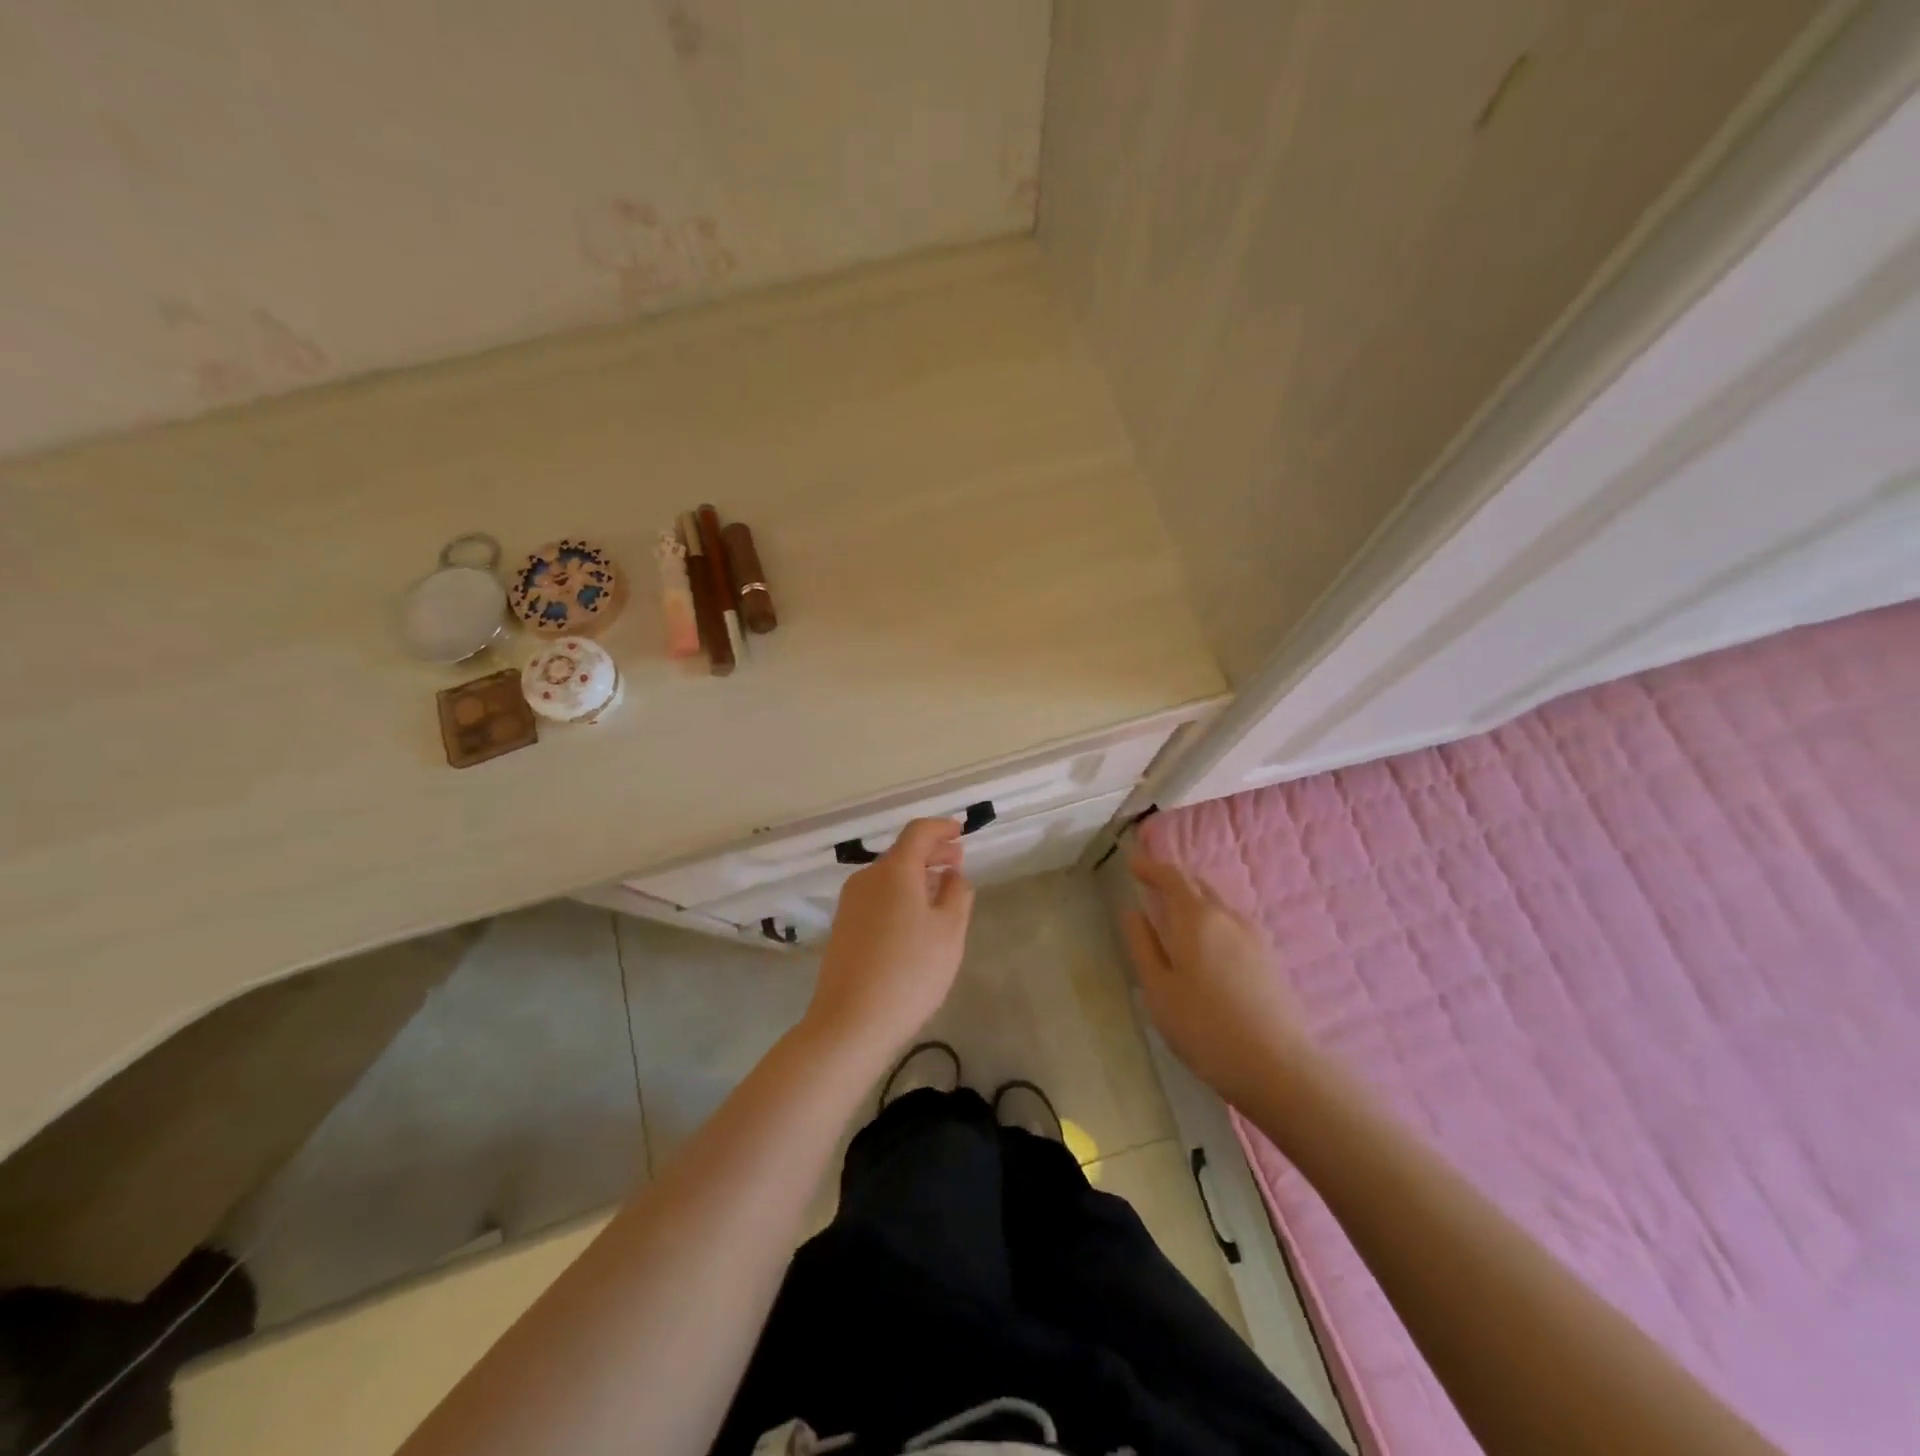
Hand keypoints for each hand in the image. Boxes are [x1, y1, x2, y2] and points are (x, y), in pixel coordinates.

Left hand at [805, 818, 975, 1059]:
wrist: (850, 1022)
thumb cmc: (909, 972)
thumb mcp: (949, 932)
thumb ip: (957, 894)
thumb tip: (952, 874)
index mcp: (894, 871)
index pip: (918, 832)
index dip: (942, 828)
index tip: (961, 832)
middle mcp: (867, 878)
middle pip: (902, 853)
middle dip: (932, 853)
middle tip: (958, 863)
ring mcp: (850, 903)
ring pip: (889, 876)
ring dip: (916, 876)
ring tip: (941, 893)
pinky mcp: (843, 927)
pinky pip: (877, 897)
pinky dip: (900, 894)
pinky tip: (915, 919)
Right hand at [1124, 852, 1310, 1107]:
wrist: (1276, 1066)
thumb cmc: (1204, 1027)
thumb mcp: (1158, 990)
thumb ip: (1143, 945)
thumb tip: (1133, 912)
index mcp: (1195, 918)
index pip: (1172, 876)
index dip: (1151, 867)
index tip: (1132, 865)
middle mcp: (1227, 916)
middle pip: (1197, 885)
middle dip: (1173, 882)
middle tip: (1150, 888)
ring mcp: (1254, 935)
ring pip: (1218, 905)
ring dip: (1194, 903)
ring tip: (1175, 919)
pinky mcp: (1269, 957)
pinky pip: (1233, 924)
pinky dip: (1212, 922)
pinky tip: (1206, 947)